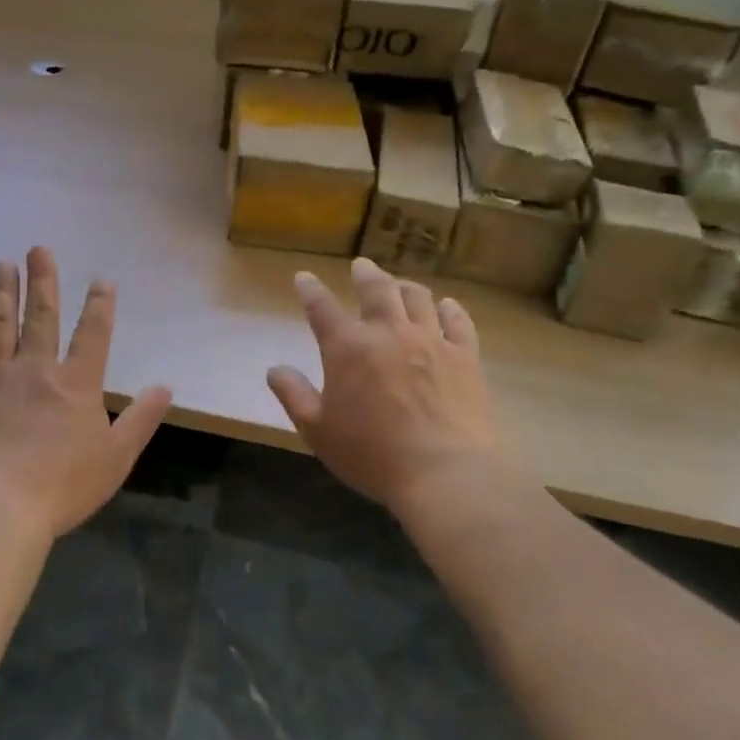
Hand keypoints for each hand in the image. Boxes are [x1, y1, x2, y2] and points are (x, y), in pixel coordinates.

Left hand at [0, 247, 172, 539]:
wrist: (0, 507)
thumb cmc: (64, 486)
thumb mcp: (116, 457)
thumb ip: (141, 419)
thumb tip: (166, 387)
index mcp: (77, 383)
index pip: (93, 334)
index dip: (99, 305)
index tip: (101, 281)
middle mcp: (37, 369)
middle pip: (41, 317)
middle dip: (43, 281)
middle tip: (38, 249)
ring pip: (0, 324)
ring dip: (2, 292)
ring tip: (2, 264)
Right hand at [267, 258, 505, 512]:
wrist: (444, 474)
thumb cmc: (372, 455)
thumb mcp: (317, 430)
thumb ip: (293, 395)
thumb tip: (274, 369)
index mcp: (348, 347)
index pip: (321, 307)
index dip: (310, 289)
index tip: (303, 277)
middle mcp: (388, 332)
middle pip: (376, 288)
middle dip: (365, 273)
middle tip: (361, 265)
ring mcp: (431, 341)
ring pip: (418, 298)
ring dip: (404, 287)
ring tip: (399, 284)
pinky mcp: (465, 357)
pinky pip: (458, 322)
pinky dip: (450, 310)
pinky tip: (447, 306)